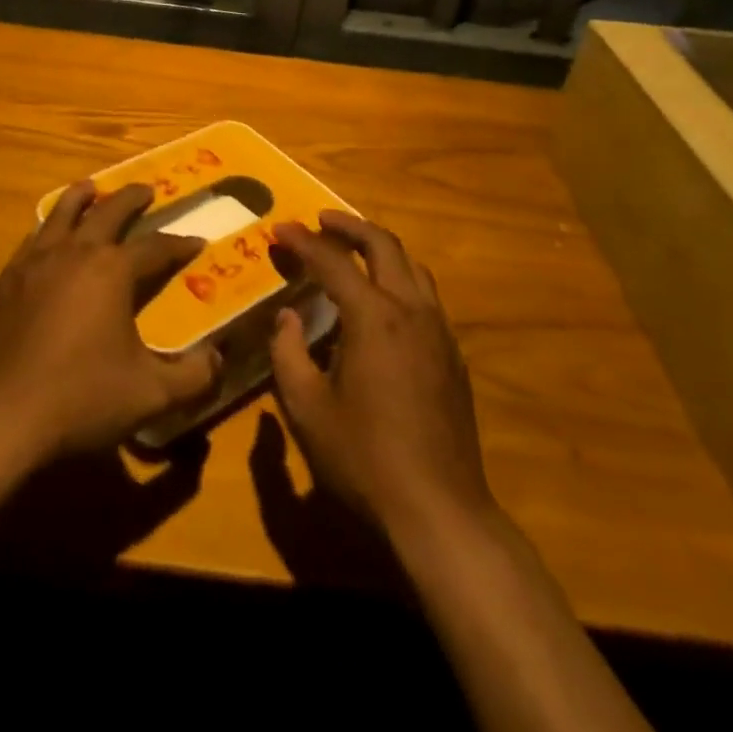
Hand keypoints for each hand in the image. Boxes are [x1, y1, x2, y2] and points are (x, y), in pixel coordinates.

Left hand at [0, 180, 221, 462]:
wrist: (0, 417)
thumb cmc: (81, 399)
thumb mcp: (150, 395)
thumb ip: (193, 376)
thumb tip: (219, 358)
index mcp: (112, 271)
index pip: (155, 247)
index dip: (179, 244)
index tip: (197, 241)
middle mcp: (74, 253)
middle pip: (107, 212)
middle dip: (131, 198)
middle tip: (146, 190)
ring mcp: (34, 263)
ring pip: (61, 213)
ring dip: (82, 198)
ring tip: (91, 187)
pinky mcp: (5, 281)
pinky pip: (31, 241)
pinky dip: (47, 229)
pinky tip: (47, 237)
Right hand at [269, 213, 496, 542]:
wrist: (440, 511)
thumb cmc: (365, 458)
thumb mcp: (307, 408)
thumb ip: (288, 354)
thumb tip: (287, 318)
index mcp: (374, 317)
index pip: (333, 262)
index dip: (303, 242)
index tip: (280, 228)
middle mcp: (411, 311)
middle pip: (384, 245)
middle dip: (350, 226)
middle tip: (321, 221)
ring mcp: (439, 332)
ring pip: (412, 267)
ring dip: (380, 248)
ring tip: (352, 250)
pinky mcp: (453, 356)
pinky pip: (426, 296)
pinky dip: (399, 278)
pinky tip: (383, 302)